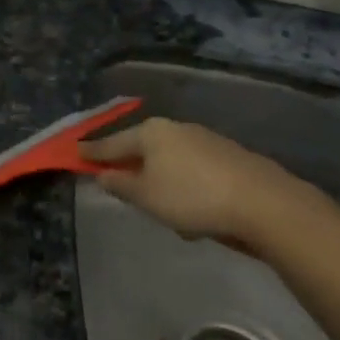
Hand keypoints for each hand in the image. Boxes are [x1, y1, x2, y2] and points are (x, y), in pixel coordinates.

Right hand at [79, 116, 319, 257]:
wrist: (263, 203)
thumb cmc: (192, 198)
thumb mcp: (146, 196)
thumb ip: (120, 184)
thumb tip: (103, 173)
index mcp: (151, 133)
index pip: (112, 143)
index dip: (93, 151)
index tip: (76, 153)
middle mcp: (177, 129)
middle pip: (143, 147)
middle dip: (131, 164)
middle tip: (117, 180)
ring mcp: (205, 140)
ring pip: (170, 160)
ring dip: (161, 179)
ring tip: (160, 207)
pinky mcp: (228, 157)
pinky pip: (193, 171)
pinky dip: (185, 186)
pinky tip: (192, 211)